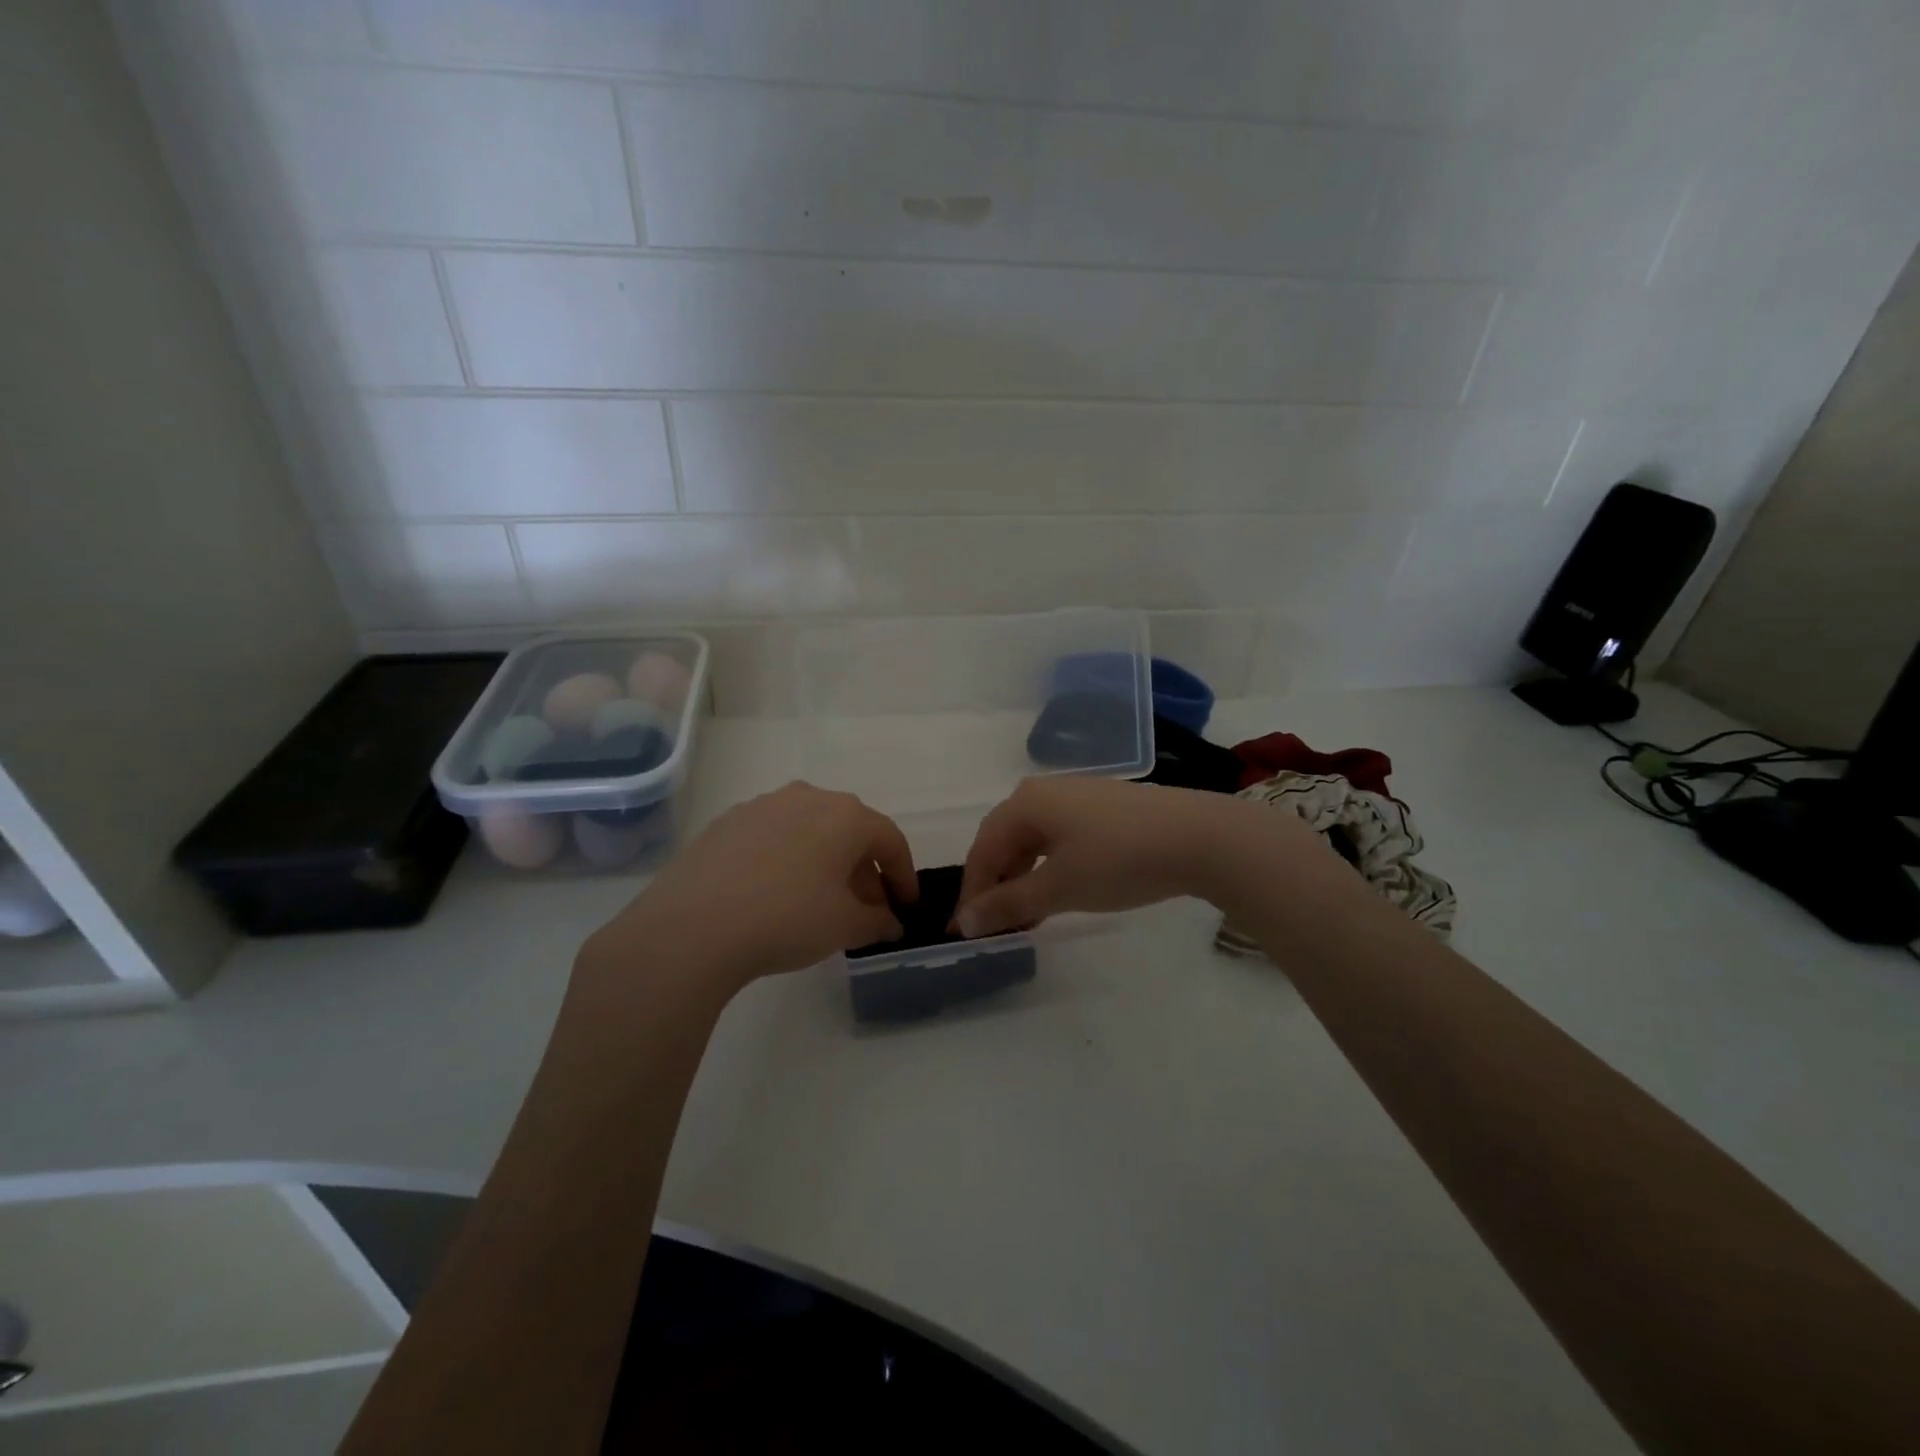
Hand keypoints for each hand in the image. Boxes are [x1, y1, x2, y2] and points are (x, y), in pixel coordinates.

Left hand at [585, 781, 915, 992]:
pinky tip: (776, 894)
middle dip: (864, 871)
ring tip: (821, 902)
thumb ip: (877, 921)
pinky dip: (789, 860)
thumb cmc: (786, 919)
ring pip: (811, 831)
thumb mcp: (844, 927)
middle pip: (850, 832)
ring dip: (825, 863)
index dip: (904, 876)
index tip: (906, 907)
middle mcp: (808, 797)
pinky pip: (775, 837)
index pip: (890, 841)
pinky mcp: (728, 822)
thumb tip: (890, 922)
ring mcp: (763, 805)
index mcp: (845, 815)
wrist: (692, 926)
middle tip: (866, 910)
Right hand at [955, 777, 1259, 936]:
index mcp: (1025, 803)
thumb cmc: (1119, 860)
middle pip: (1004, 841)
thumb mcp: (1058, 887)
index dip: (972, 893)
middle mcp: (1044, 791)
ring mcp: (1076, 795)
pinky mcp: (1103, 806)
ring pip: (1033, 840)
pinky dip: (1049, 866)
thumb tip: (962, 922)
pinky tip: (1060, 889)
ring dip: (1023, 878)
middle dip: (996, 885)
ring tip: (1028, 915)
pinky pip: (1059, 837)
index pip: (982, 851)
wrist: (1199, 837)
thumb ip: (1008, 904)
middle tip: (996, 926)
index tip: (966, 933)